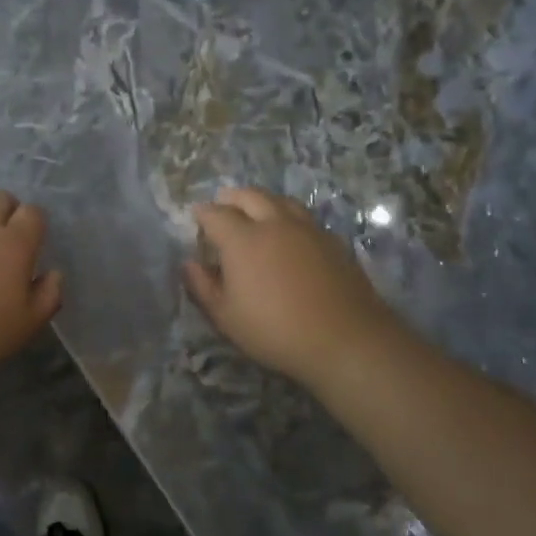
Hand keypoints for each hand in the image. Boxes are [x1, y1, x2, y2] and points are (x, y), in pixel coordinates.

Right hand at [184, 188, 402, 385]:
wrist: (345, 340)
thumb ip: (203, 286)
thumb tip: (190, 264)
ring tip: (256, 212)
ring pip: (281, 200)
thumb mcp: (226, 317)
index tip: (196, 218)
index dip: (202, 214)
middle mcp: (274, 224)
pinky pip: (304, 218)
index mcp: (242, 239)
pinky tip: (289, 234)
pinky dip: (288, 217)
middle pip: (249, 195)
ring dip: (262, 201)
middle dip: (231, 197)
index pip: (215, 214)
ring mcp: (307, 229)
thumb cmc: (275, 331)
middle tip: (223, 205)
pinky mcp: (333, 241)